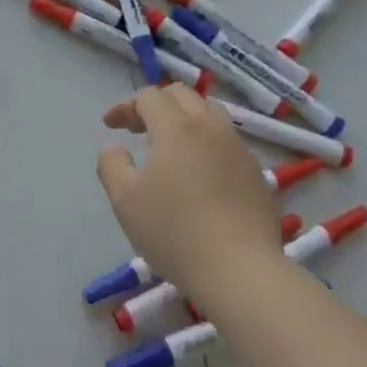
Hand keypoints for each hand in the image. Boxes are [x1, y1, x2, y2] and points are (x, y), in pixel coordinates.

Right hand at [97, 86, 280, 302]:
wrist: (241, 271)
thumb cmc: (175, 232)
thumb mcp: (125, 200)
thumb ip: (111, 164)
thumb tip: (115, 147)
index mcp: (177, 127)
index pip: (149, 97)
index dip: (125, 106)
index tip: (110, 125)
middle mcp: (211, 127)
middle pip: (182, 95)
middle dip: (155, 104)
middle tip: (138, 129)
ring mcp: (238, 148)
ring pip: (209, 113)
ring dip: (185, 118)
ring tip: (170, 145)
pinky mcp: (256, 172)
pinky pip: (227, 141)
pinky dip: (206, 142)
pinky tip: (200, 173)